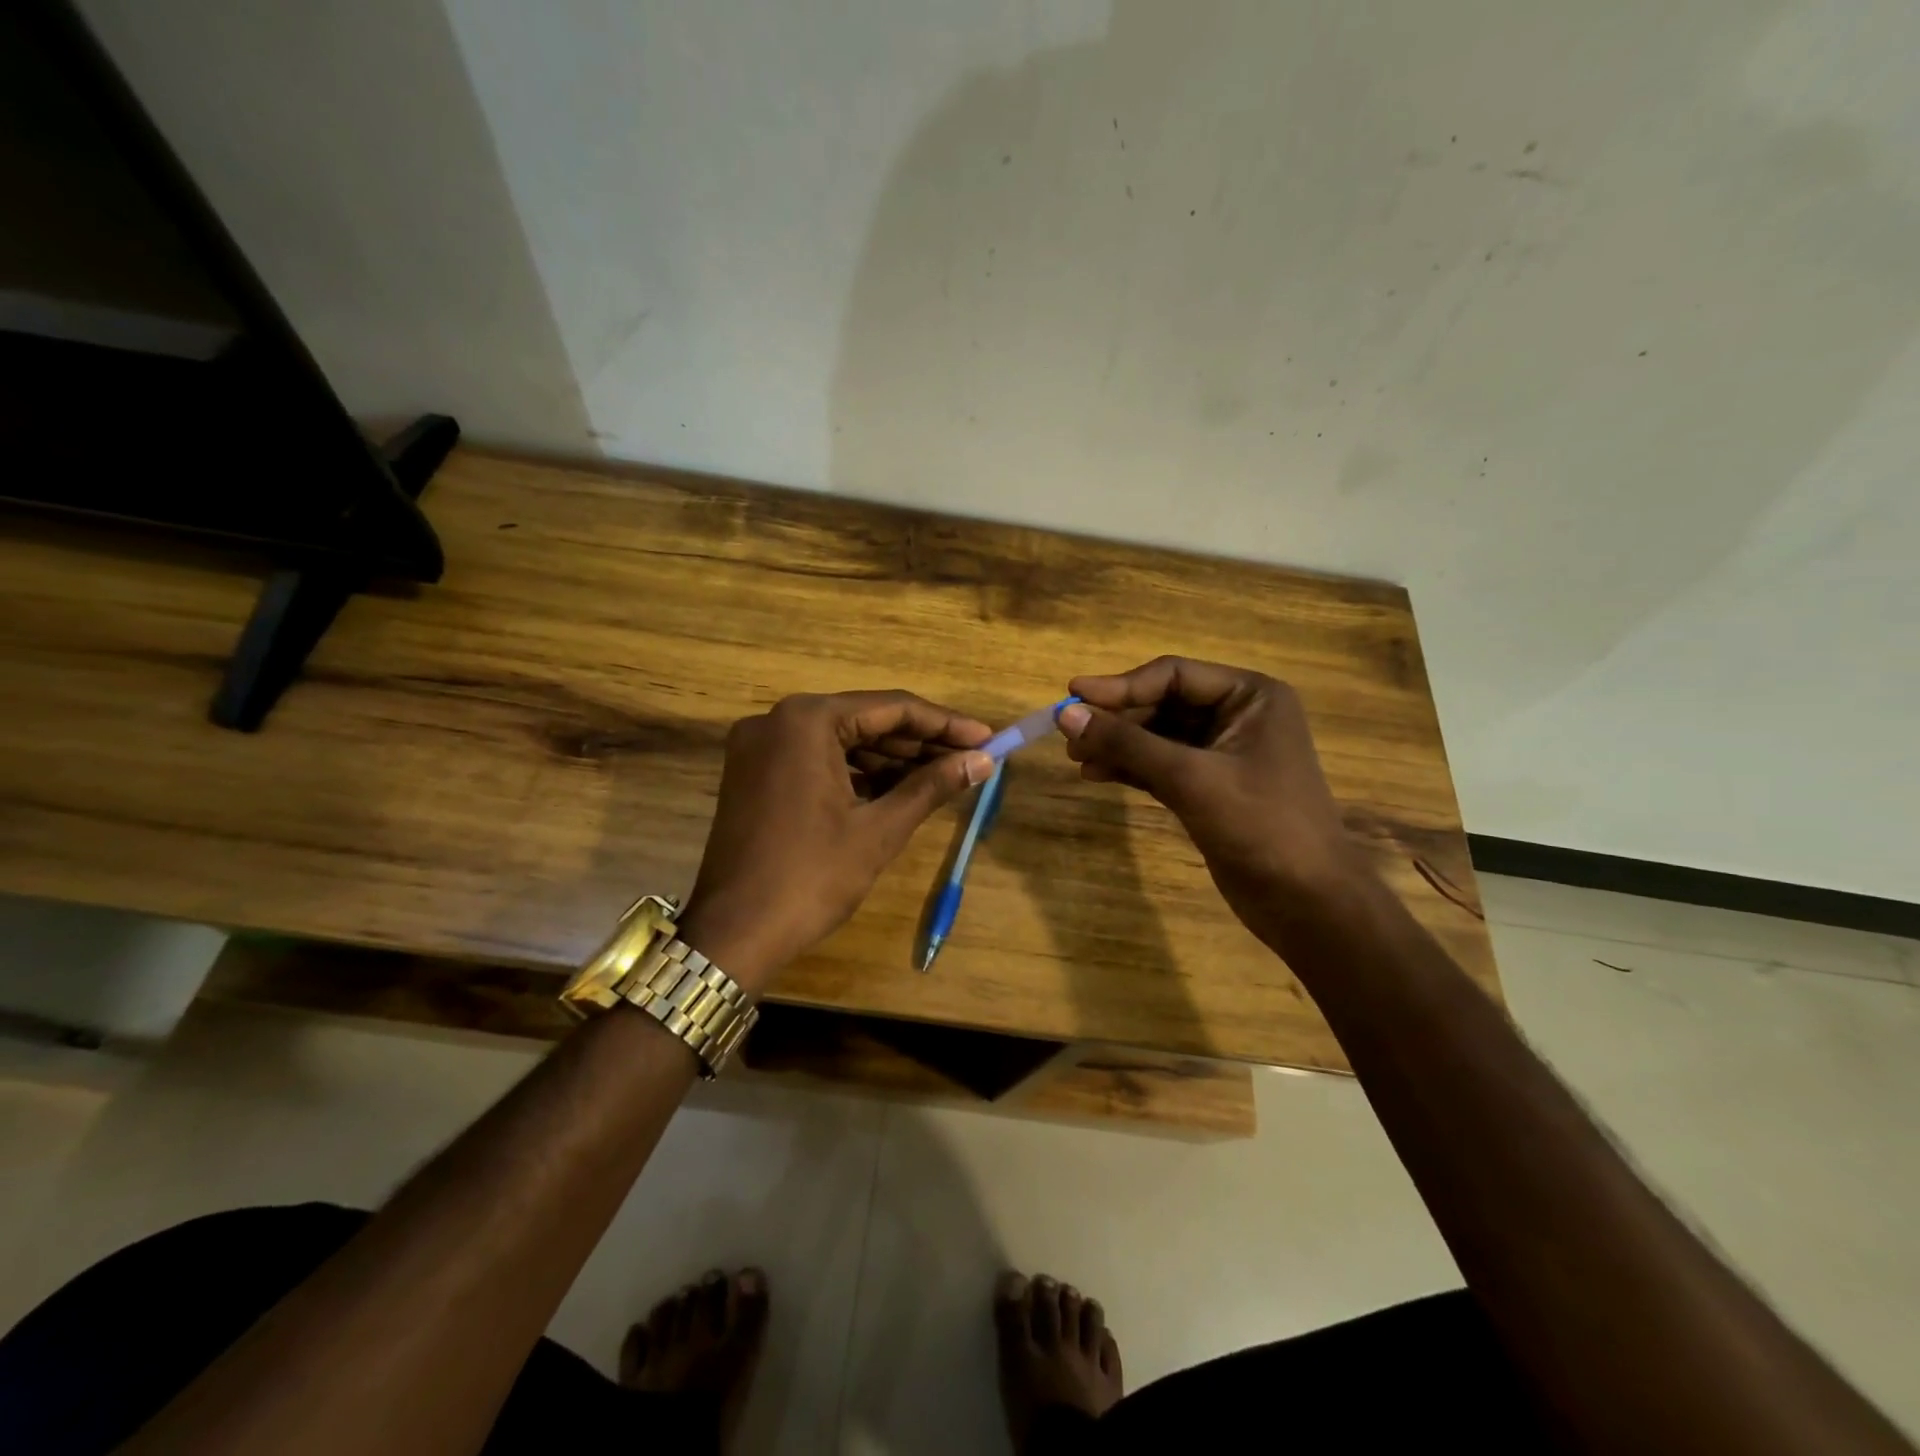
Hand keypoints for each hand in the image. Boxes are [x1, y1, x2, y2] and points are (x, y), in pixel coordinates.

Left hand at [677, 691, 993, 991]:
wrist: (734, 935)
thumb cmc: (811, 877)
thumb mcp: (879, 829)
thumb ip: (932, 786)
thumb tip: (983, 761)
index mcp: (807, 720)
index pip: (892, 708)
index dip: (945, 724)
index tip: (987, 738)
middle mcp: (777, 719)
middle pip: (865, 720)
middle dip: (919, 742)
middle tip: (970, 759)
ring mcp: (759, 746)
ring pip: (841, 741)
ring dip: (890, 758)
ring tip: (942, 776)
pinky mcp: (754, 773)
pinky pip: (816, 759)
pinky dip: (856, 773)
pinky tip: (896, 789)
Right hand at [1056, 657, 1372, 944]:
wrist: (1306, 903)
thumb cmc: (1260, 826)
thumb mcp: (1190, 779)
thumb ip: (1127, 743)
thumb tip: (1066, 716)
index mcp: (1251, 696)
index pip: (1174, 675)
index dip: (1120, 685)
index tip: (1071, 695)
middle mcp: (1239, 716)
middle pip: (1163, 703)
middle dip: (1117, 719)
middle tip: (1069, 735)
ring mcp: (1224, 754)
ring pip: (1159, 736)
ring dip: (1119, 745)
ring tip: (1076, 758)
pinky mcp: (1210, 787)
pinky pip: (1162, 765)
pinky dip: (1131, 768)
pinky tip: (1097, 774)